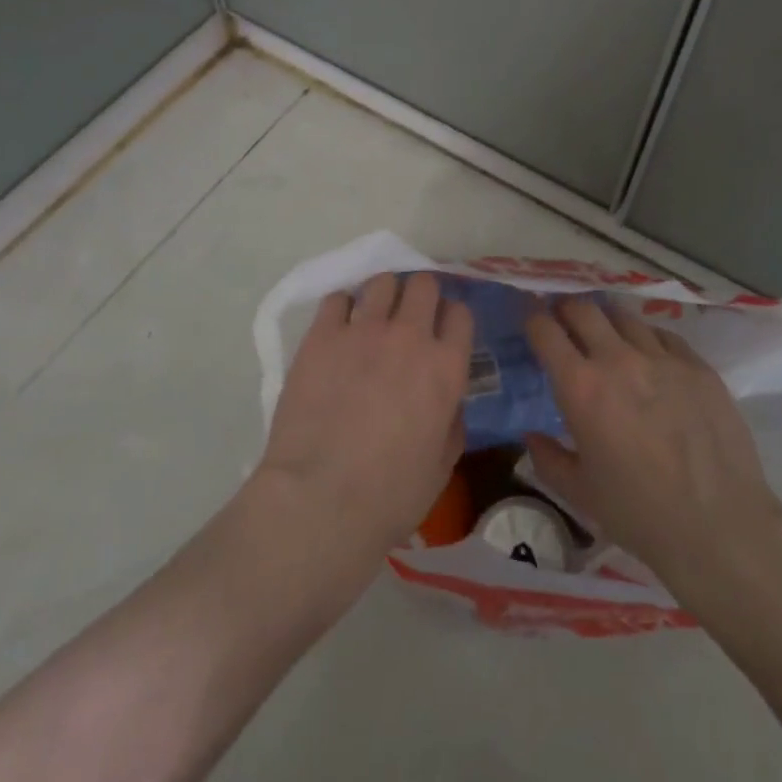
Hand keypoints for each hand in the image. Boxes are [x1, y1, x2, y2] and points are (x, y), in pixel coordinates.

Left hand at [258, 272, 473, 560]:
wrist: (321, 499)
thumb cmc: (390, 495)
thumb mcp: (442, 465)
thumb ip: (452, 422)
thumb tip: (448, 401)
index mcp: (446, 367)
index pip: (460, 313)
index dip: (452, 319)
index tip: (442, 331)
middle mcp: (410, 336)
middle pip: (423, 285)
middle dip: (420, 296)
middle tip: (408, 318)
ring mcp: (363, 330)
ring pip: (382, 282)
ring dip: (383, 295)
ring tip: (372, 316)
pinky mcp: (322, 335)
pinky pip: (337, 298)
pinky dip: (342, 307)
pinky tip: (338, 327)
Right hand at [523, 297, 781, 593]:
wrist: (721, 527)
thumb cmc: (639, 513)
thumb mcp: (579, 492)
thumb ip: (548, 458)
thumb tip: (532, 436)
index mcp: (581, 387)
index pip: (545, 330)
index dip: (532, 318)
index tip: (530, 319)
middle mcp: (618, 360)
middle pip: (583, 308)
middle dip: (566, 308)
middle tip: (563, 320)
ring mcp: (663, 358)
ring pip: (624, 316)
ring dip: (606, 321)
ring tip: (606, 336)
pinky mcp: (699, 366)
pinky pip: (663, 336)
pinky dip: (646, 339)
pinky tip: (650, 358)